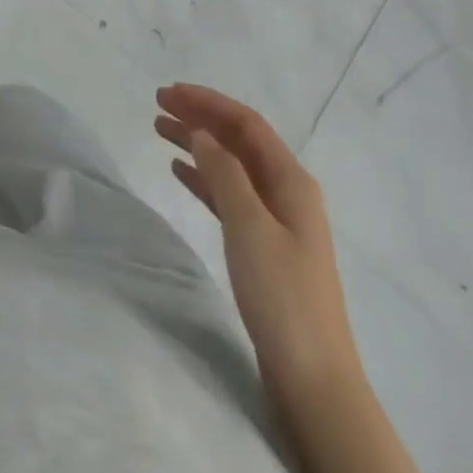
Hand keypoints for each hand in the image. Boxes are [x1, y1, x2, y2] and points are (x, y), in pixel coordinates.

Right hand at [155, 84, 362, 409]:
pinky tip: (179, 171)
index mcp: (291, 181)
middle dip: (200, 117)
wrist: (313, 379)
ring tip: (160, 129)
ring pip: (230, 165)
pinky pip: (228, 195)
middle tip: (159, 103)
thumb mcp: (250, 226)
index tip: (169, 92)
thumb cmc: (282, 295)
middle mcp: (286, 191)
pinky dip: (203, 178)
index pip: (245, 123)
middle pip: (238, 140)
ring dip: (198, 144)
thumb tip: (201, 132)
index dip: (208, 102)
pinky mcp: (263, 246)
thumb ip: (224, 173)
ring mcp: (276, 220)